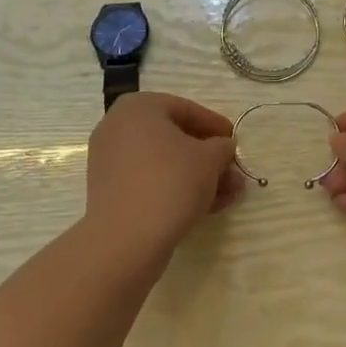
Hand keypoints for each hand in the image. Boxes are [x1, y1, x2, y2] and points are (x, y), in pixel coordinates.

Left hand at [84, 92, 243, 260]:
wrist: (126, 239)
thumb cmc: (171, 182)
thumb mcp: (209, 159)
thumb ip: (222, 147)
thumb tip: (224, 146)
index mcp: (139, 107)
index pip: (186, 109)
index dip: (215, 125)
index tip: (235, 141)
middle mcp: (119, 127)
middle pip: (174, 138)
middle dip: (209, 158)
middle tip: (233, 172)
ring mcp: (111, 161)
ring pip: (164, 163)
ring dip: (198, 177)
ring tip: (229, 195)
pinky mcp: (110, 191)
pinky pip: (149, 181)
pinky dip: (176, 189)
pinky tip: (206, 207)